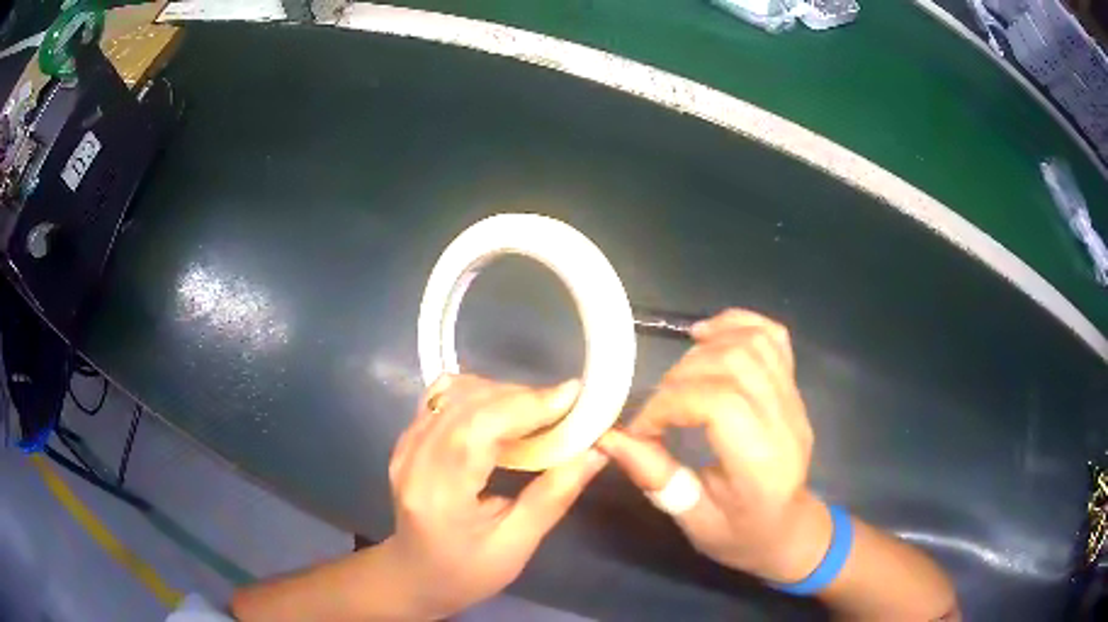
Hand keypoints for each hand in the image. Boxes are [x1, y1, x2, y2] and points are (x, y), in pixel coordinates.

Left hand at [382, 374, 607, 618]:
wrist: (414, 576)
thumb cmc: (467, 573)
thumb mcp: (516, 546)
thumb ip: (553, 497)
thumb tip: (595, 452)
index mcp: (439, 494)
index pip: (477, 428)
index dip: (525, 405)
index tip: (573, 396)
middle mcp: (414, 459)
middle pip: (467, 403)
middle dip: (521, 397)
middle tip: (566, 408)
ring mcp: (405, 445)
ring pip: (454, 393)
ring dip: (501, 394)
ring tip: (538, 413)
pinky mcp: (406, 439)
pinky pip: (443, 400)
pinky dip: (479, 396)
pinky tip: (503, 415)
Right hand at [598, 309, 831, 582]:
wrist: (788, 529)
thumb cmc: (740, 535)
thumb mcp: (693, 521)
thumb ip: (656, 478)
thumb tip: (610, 438)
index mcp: (761, 465)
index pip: (720, 404)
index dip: (670, 404)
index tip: (643, 428)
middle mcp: (785, 423)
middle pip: (735, 365)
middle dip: (681, 378)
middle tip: (659, 408)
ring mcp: (795, 400)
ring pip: (754, 344)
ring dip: (707, 348)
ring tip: (679, 375)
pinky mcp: (794, 388)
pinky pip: (774, 337)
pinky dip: (738, 324)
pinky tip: (709, 336)